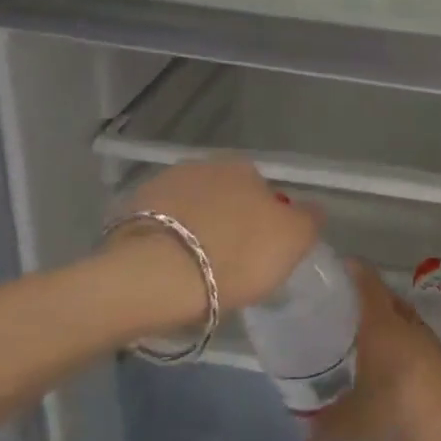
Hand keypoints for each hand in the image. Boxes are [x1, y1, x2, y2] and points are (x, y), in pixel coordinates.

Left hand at [114, 159, 318, 324]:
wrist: (158, 275)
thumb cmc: (236, 255)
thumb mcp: (293, 240)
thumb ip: (308, 218)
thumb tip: (310, 209)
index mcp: (245, 168)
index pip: (265, 192)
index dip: (266, 223)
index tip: (262, 254)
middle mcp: (204, 165)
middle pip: (226, 196)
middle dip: (230, 221)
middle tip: (230, 262)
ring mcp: (164, 184)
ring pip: (192, 208)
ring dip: (196, 228)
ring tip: (195, 269)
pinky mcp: (130, 211)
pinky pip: (160, 226)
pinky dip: (166, 240)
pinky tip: (168, 268)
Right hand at [308, 262, 440, 440]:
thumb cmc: (395, 412)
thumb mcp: (352, 423)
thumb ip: (327, 423)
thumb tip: (307, 428)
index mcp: (381, 324)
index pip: (368, 283)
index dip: (355, 271)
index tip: (340, 267)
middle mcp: (407, 324)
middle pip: (388, 300)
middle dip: (369, 300)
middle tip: (346, 310)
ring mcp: (430, 342)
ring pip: (405, 322)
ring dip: (389, 326)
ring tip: (367, 340)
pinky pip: (417, 345)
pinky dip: (403, 349)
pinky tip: (390, 369)